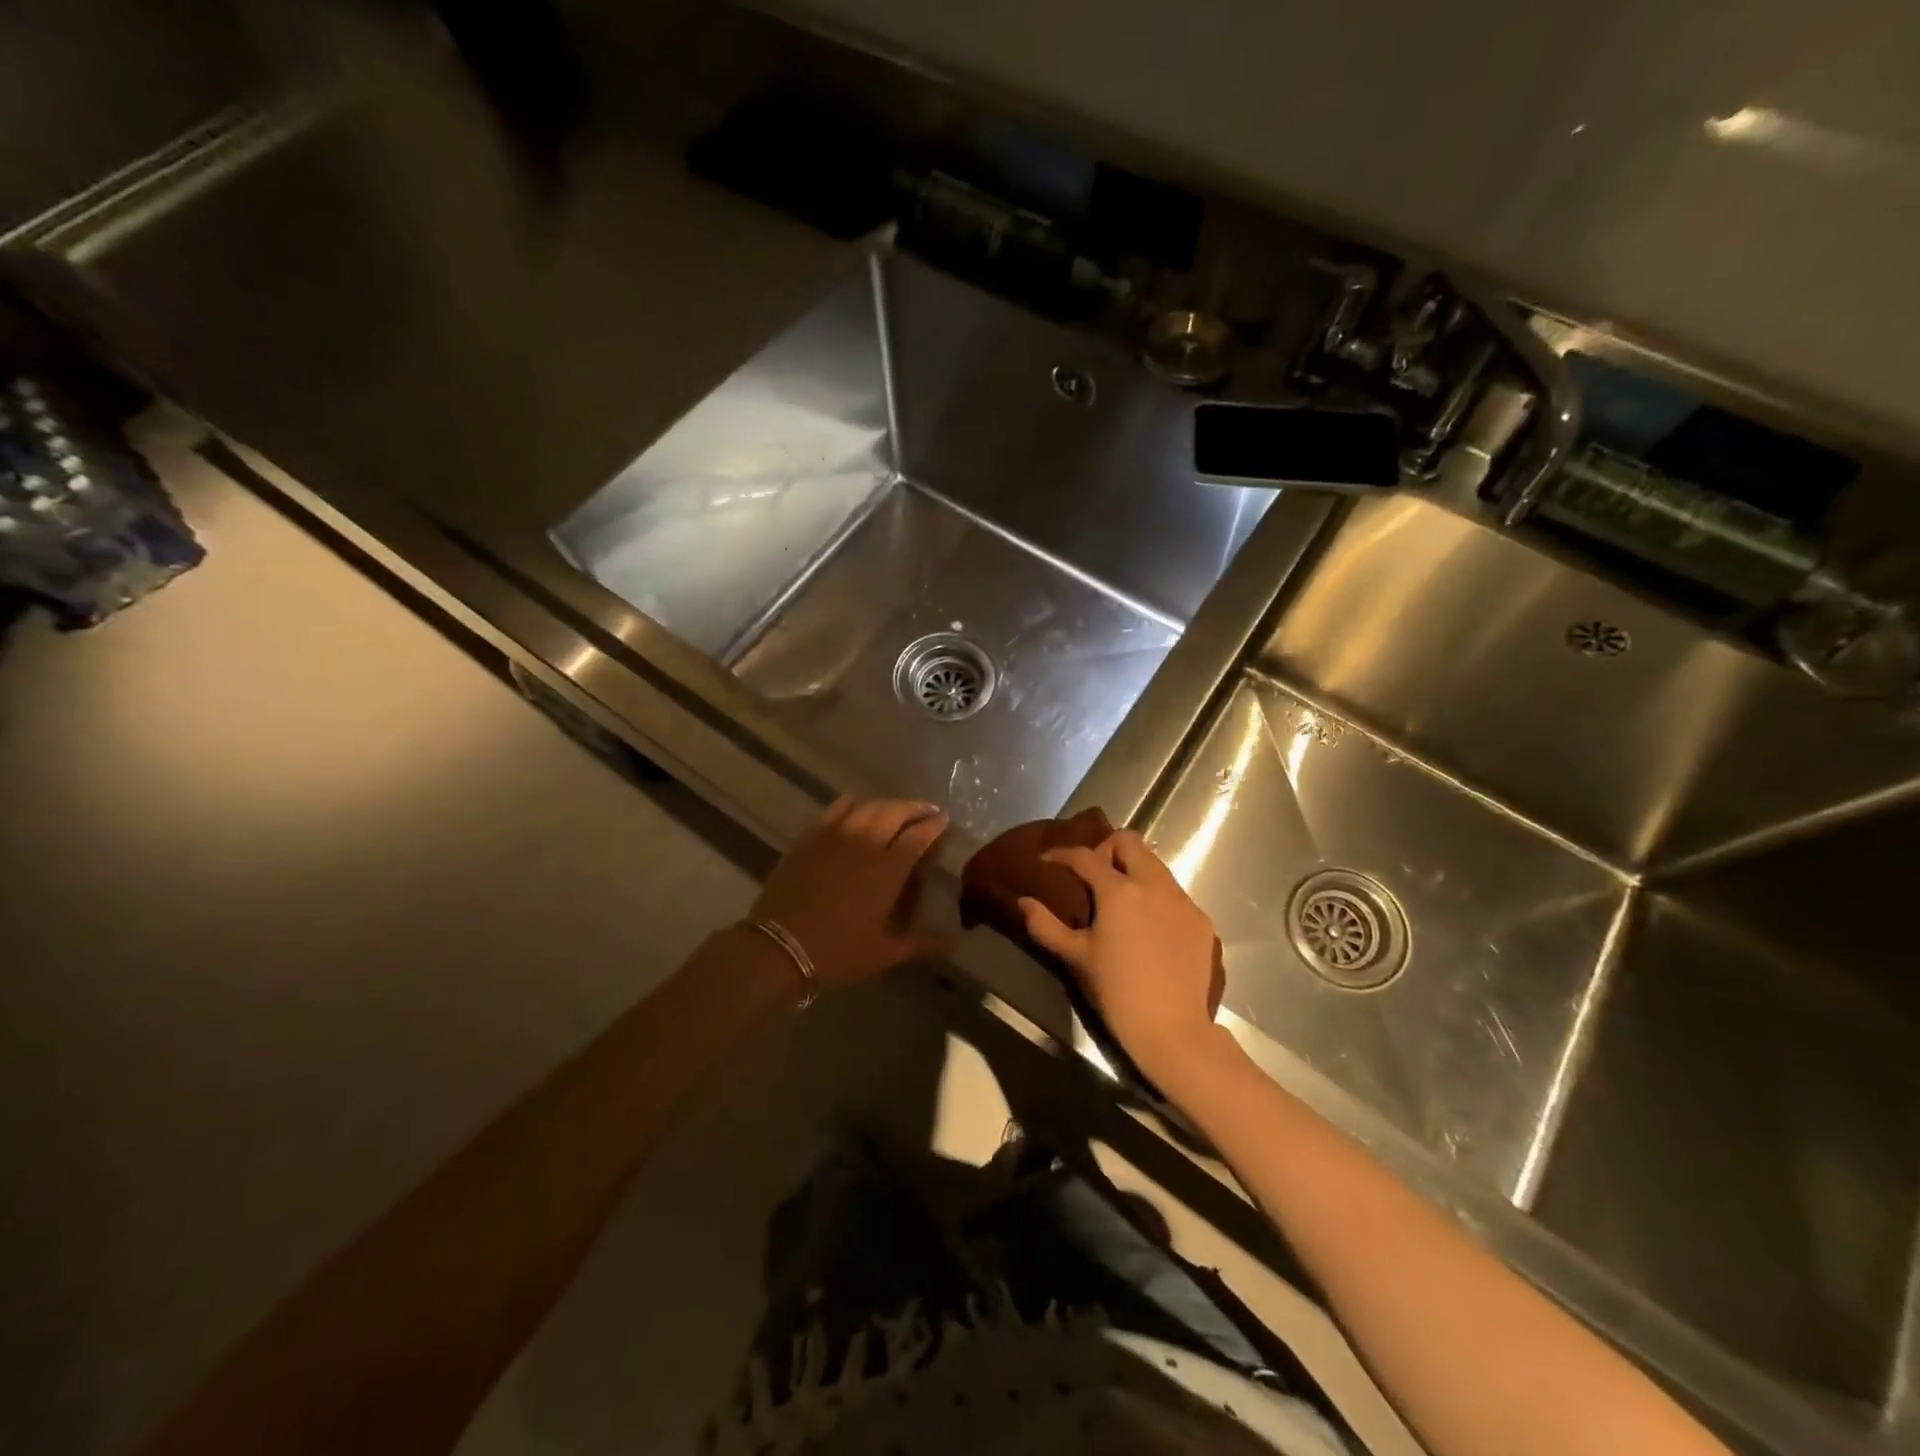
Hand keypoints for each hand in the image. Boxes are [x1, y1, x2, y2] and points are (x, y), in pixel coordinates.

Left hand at [750, 795, 951, 988]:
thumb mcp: (883, 953)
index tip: (943, 819)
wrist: (779, 948)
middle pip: (895, 813)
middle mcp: (865, 844)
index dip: (934, 825)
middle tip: (926, 811)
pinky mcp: (810, 838)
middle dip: (914, 808)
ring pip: (867, 807)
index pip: (918, 836)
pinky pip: (834, 810)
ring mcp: (835, 837)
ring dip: (886, 804)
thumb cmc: (837, 952)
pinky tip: (854, 804)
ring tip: (895, 809)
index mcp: (888, 870)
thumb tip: (953, 942)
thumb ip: (920, 943)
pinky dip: (849, 804)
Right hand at [1018, 831, 1223, 1087]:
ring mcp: (1182, 901)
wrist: (1172, 1030)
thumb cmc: (1116, 992)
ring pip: (1156, 865)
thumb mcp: (1075, 957)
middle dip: (1106, 849)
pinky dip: (1156, 897)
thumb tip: (1024, 902)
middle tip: (1092, 874)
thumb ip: (1045, 925)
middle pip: (1129, 842)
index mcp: (1119, 890)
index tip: (1047, 861)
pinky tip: (1148, 925)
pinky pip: (1174, 894)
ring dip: (1133, 870)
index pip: (1085, 856)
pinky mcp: (1201, 920)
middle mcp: (1154, 885)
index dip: (1061, 854)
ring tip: (1120, 898)